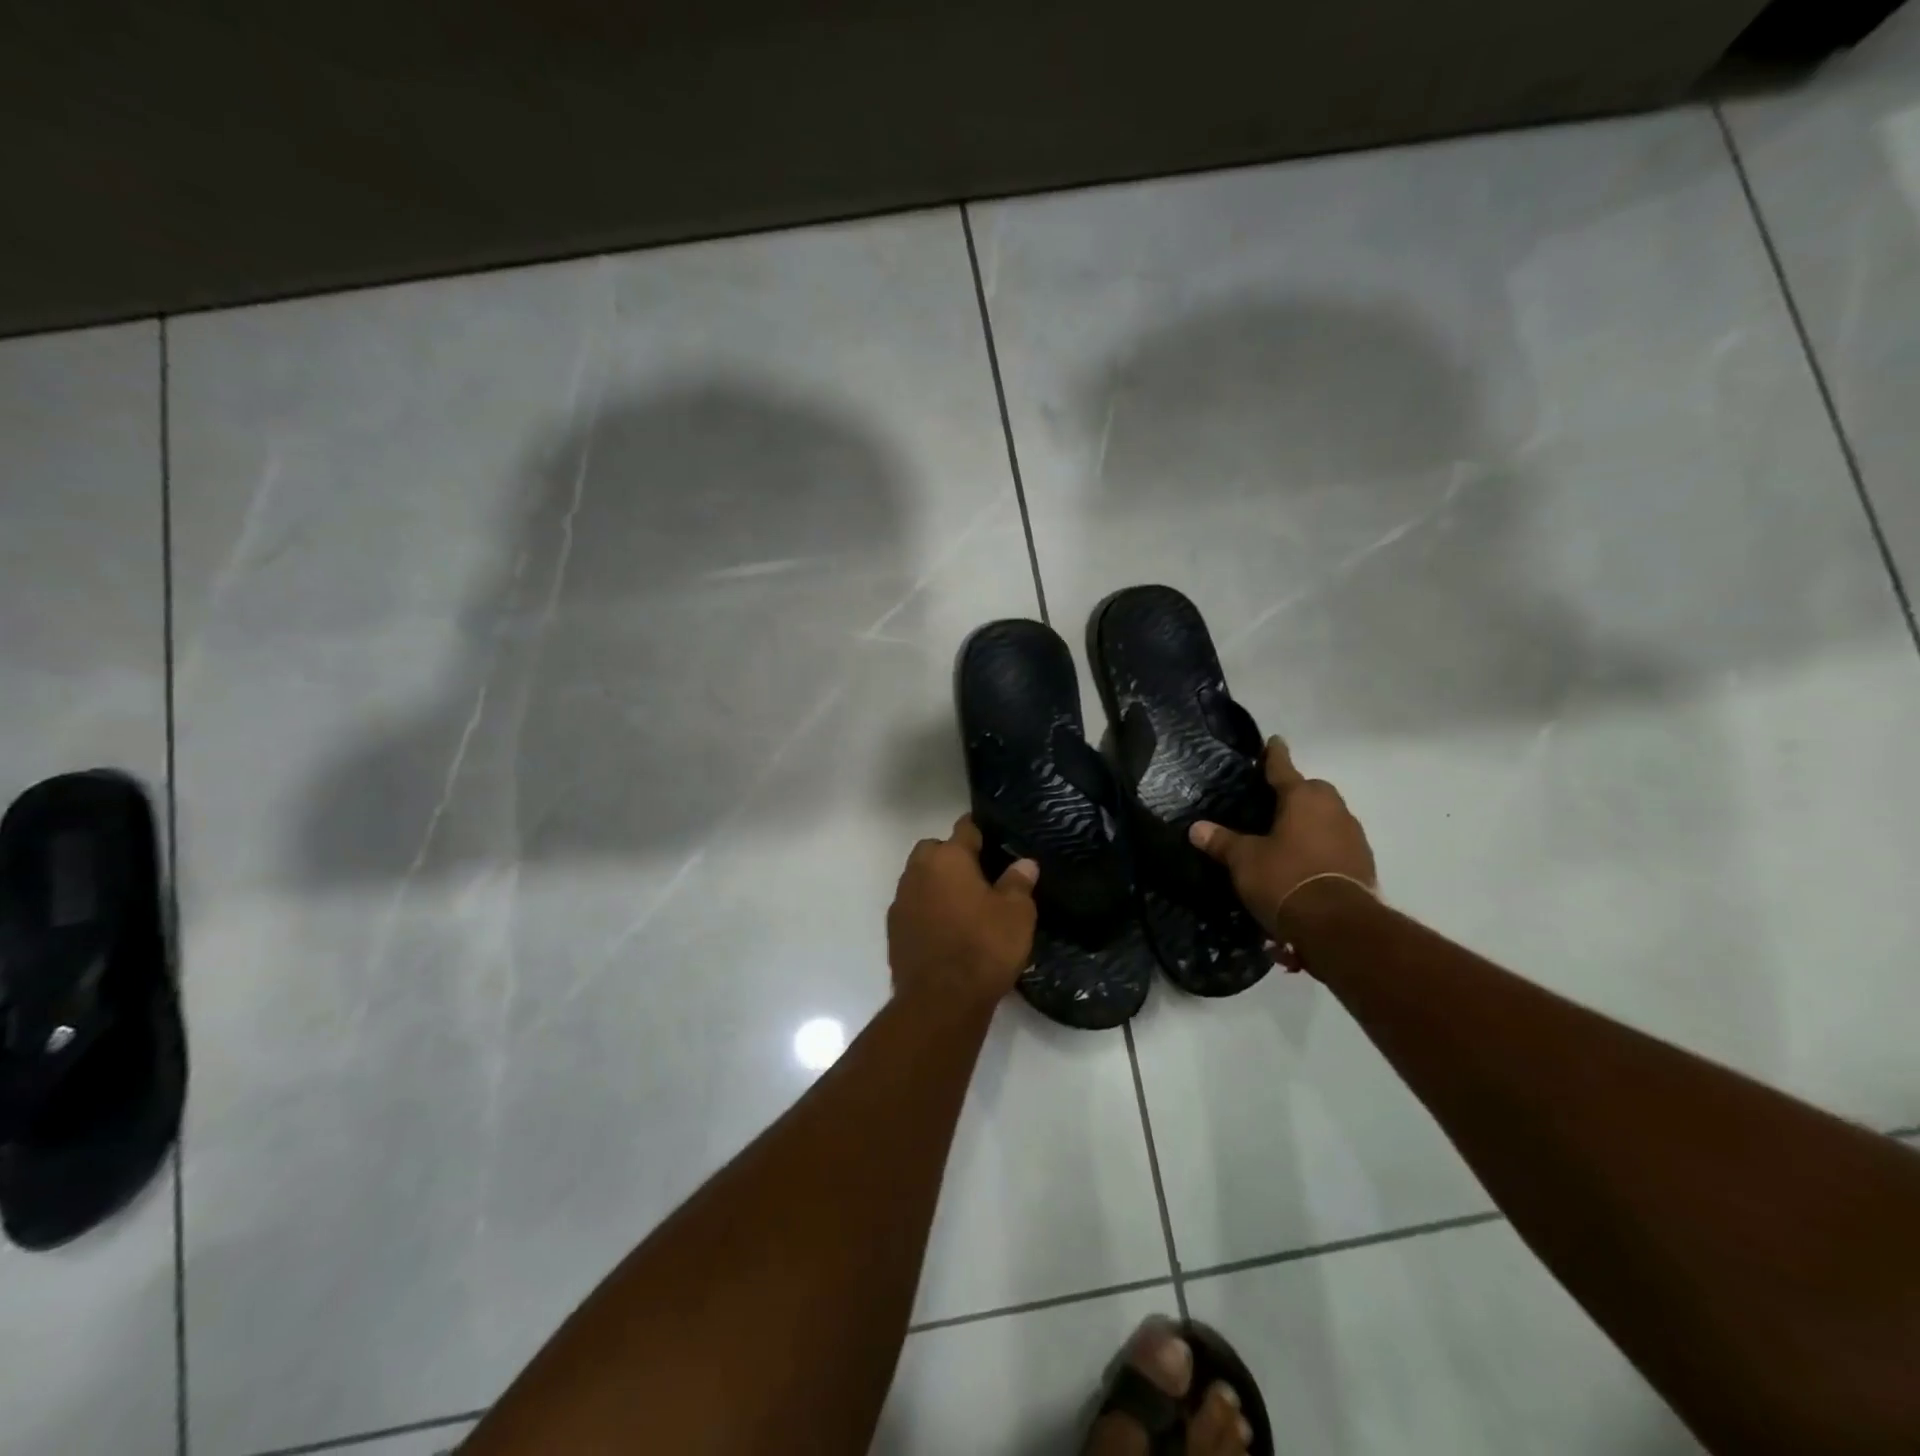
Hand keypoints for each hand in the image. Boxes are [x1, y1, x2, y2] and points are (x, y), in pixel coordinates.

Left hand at [887, 815, 1038, 1008]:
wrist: (940, 1001)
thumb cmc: (984, 947)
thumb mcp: (1016, 915)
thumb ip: (1019, 883)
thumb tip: (1024, 863)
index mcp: (948, 858)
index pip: (965, 829)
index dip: (981, 832)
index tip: (995, 840)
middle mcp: (918, 871)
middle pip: (935, 850)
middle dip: (953, 857)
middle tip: (979, 878)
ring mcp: (901, 900)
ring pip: (920, 878)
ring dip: (937, 884)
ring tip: (964, 906)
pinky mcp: (894, 929)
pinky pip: (913, 906)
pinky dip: (927, 910)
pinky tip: (946, 930)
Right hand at [1189, 737, 1375, 962]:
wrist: (1337, 925)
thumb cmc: (1285, 878)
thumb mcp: (1244, 860)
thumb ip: (1222, 841)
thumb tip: (1196, 828)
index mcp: (1303, 798)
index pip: (1283, 768)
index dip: (1274, 755)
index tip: (1274, 741)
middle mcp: (1333, 809)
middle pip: (1312, 792)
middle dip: (1296, 794)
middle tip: (1273, 805)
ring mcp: (1353, 836)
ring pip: (1327, 818)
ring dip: (1311, 823)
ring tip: (1287, 839)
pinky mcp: (1363, 864)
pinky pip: (1336, 845)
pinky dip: (1321, 848)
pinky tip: (1305, 865)